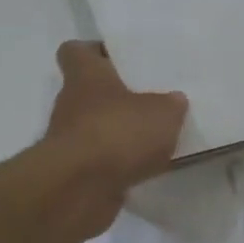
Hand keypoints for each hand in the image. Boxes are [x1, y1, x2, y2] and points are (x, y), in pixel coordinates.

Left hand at [42, 41, 187, 234]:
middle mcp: (71, 105)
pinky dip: (119, 165)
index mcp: (86, 77)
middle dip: (118, 99)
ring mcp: (70, 142)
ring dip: (119, 135)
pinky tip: (146, 170)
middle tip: (152, 103)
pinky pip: (101, 162)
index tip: (119, 59)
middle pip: (91, 93)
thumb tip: (173, 101)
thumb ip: (170, 105)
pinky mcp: (75, 174)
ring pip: (96, 129)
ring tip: (155, 140)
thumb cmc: (118, 133)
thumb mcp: (162, 112)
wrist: (79, 190)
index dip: (95, 52)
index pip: (76, 52)